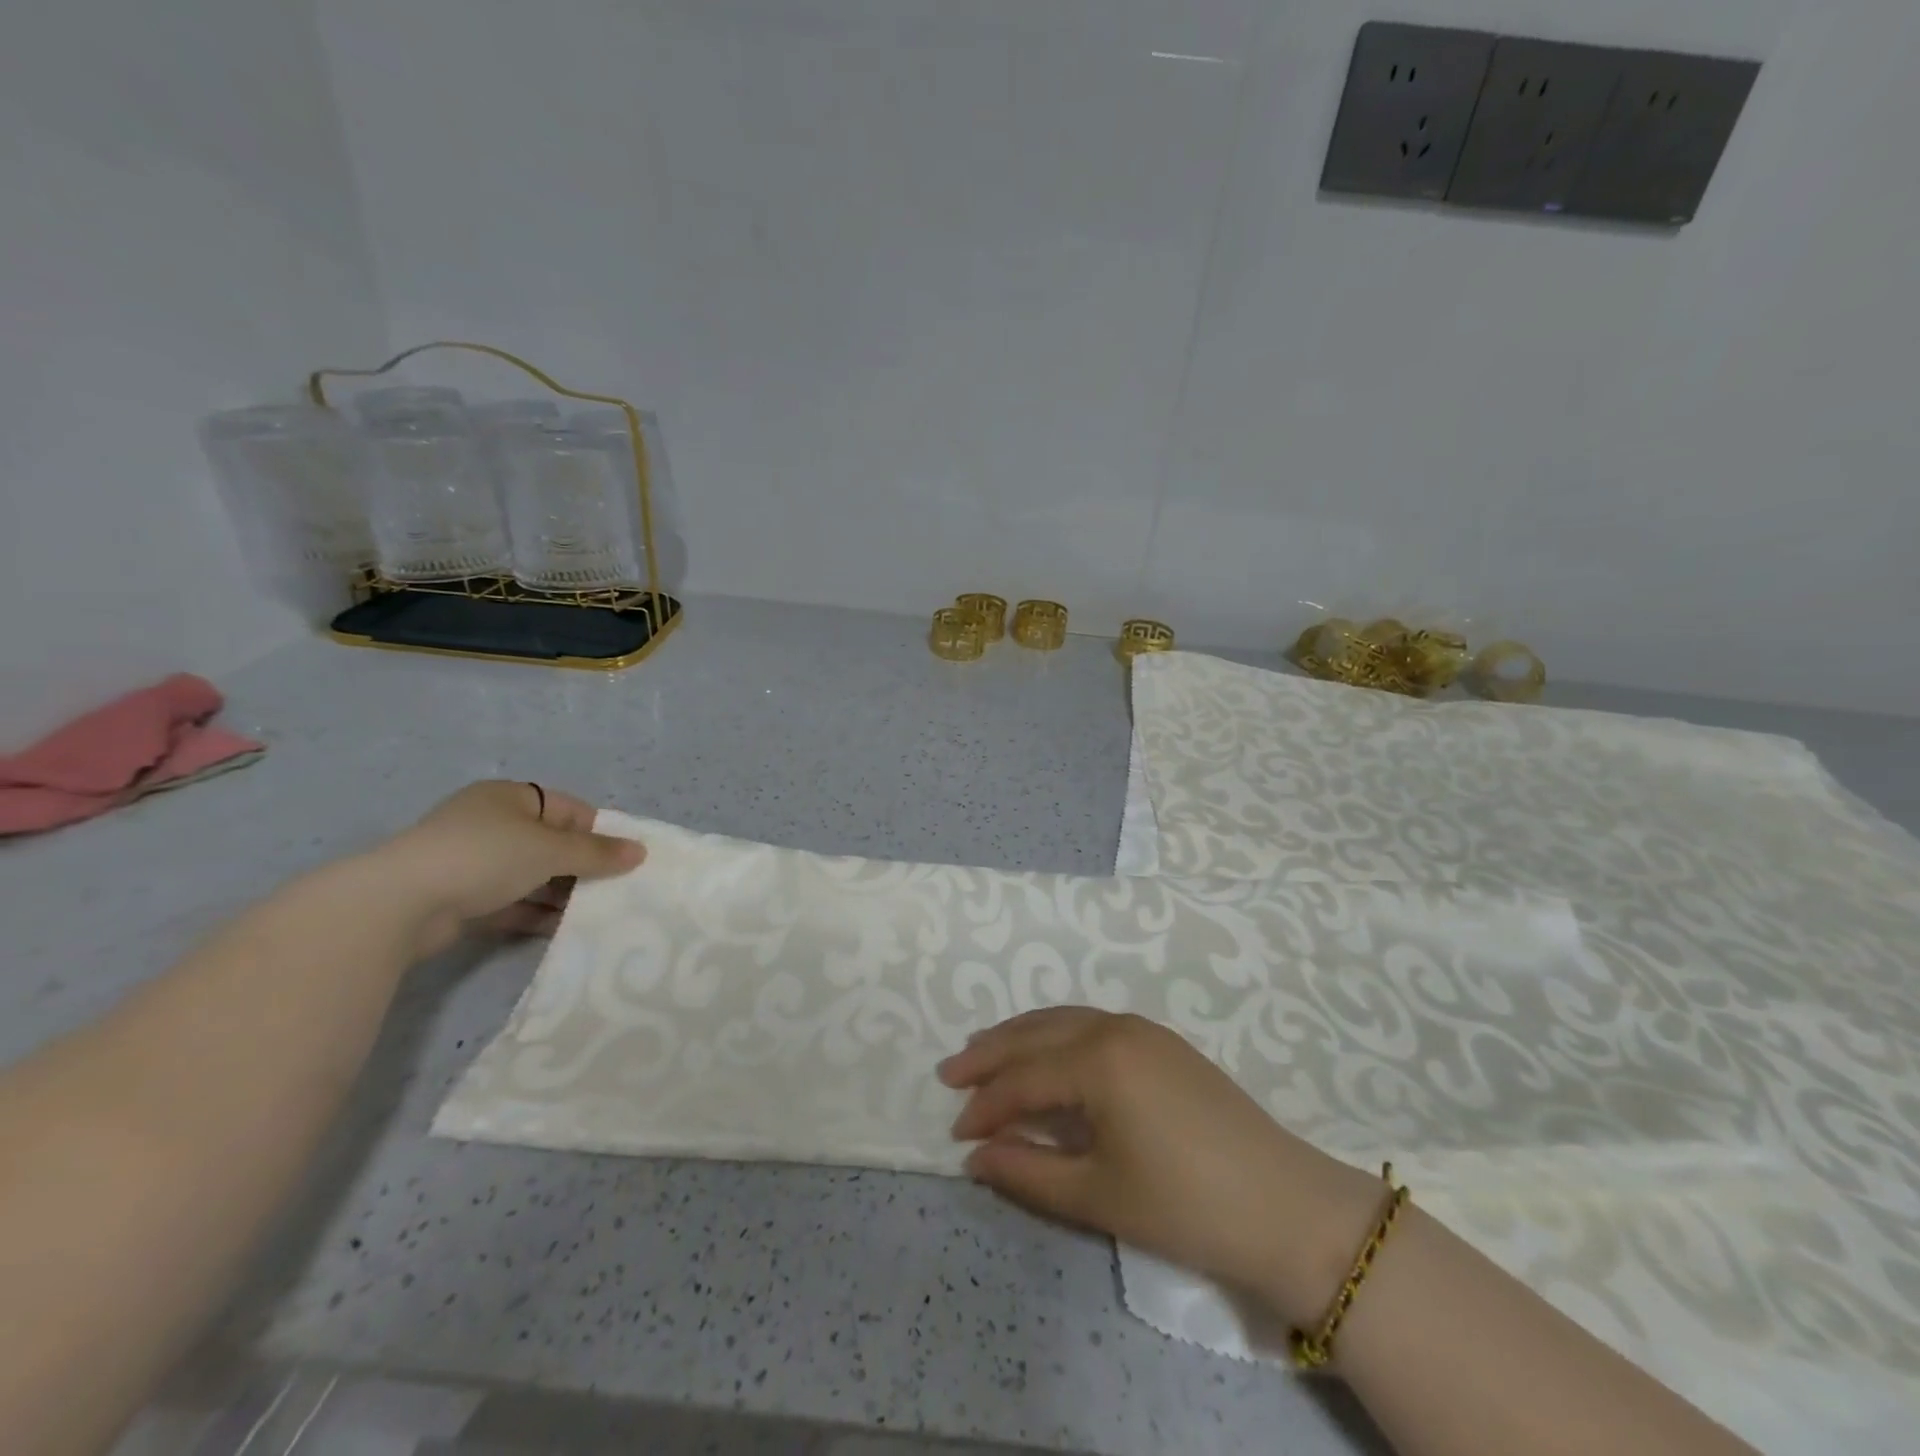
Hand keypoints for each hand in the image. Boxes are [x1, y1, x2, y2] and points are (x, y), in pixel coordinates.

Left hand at [375, 781, 645, 955]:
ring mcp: (473, 863)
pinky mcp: (461, 899)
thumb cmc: (484, 856)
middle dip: (582, 867)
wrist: (399, 905)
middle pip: (551, 843)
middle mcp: (491, 824)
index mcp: (510, 798)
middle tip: (615, 889)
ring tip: (596, 913)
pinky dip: (536, 914)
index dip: (598, 832)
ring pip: (532, 875)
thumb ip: (597, 853)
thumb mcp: (551, 849)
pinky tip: (563, 929)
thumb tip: (640, 851)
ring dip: (561, 893)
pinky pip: (511, 902)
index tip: (623, 859)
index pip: (569, 809)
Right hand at [940, 1007, 1382, 1324]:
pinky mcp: (1162, 1041)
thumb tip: (975, 1156)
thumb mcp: (1097, 1195)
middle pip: (1036, 1033)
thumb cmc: (1185, 1205)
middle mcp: (1115, 1028)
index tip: (956, 1133)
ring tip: (985, 1054)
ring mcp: (1142, 1029)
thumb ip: (1027, 1171)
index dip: (985, 1106)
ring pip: (1063, 1020)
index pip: (1023, 1078)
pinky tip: (1046, 1055)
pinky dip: (1056, 1036)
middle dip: (990, 1054)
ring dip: (1021, 1037)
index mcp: (1098, 1060)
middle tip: (950, 1073)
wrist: (1286, 1206)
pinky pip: (1091, 1025)